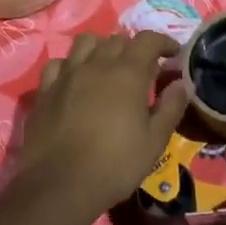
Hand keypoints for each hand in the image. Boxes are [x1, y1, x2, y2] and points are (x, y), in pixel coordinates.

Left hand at [12, 32, 188, 219]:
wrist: (59, 185)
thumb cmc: (115, 164)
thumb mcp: (155, 141)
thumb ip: (171, 107)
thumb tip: (180, 84)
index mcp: (127, 73)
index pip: (148, 39)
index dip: (164, 42)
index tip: (173, 55)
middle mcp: (96, 64)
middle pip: (117, 39)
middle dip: (134, 48)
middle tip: (143, 70)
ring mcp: (67, 74)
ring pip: (86, 42)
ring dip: (101, 48)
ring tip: (108, 68)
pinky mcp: (45, 90)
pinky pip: (59, 63)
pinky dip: (72, 65)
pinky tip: (76, 81)